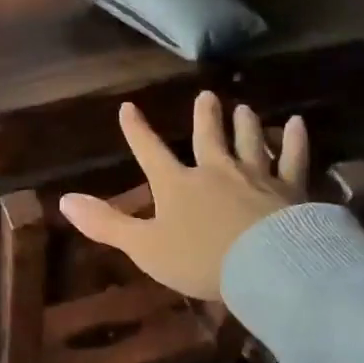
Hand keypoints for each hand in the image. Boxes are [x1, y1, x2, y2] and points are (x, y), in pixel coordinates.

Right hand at [59, 92, 305, 300]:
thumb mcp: (144, 246)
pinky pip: (293, 158)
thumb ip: (105, 224)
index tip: (129, 107)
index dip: (137, 130)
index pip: (150, 151)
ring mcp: (255, 176)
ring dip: (245, 124)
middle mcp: (215, 170)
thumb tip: (63, 200)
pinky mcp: (290, 189)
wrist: (266, 267)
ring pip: (249, 141)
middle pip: (207, 136)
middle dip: (204, 117)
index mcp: (177, 184)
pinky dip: (296, 140)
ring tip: (244, 107)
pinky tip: (300, 124)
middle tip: (207, 96)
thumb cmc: (200, 259)